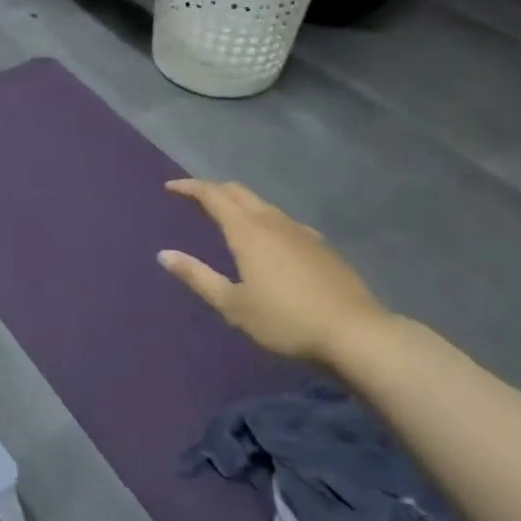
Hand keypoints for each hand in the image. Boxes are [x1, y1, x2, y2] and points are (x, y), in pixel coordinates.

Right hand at [159, 179, 391, 365]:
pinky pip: (284, 222)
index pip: (213, 196)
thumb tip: (164, 255)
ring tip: (227, 219)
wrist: (356, 333)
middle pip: (240, 192)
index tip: (170, 187)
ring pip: (264, 206)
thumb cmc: (286, 320)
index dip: (190, 187)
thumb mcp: (234, 305)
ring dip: (240, 204)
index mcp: (248, 231)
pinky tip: (268, 242)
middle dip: (214, 189)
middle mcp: (273, 222)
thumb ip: (198, 277)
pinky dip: (264, 221)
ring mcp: (302, 232)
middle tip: (195, 198)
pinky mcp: (322, 247)